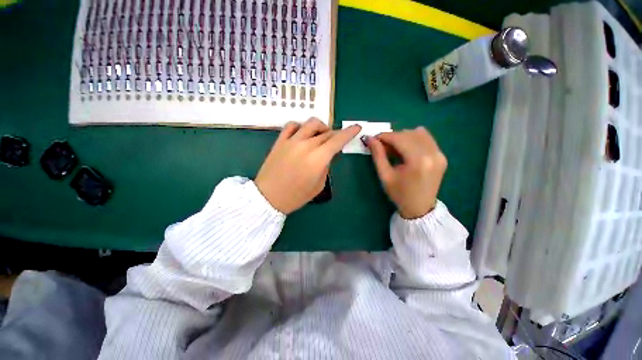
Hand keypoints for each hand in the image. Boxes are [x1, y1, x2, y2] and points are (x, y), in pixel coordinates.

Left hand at [255, 118, 360, 213]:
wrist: (268, 197)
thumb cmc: (296, 196)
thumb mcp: (318, 185)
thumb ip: (325, 167)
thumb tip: (327, 155)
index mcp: (318, 159)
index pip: (338, 140)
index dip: (349, 132)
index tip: (356, 127)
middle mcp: (306, 145)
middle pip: (327, 133)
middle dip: (336, 135)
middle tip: (337, 142)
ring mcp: (291, 141)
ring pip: (311, 123)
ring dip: (321, 127)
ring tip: (321, 136)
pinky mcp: (280, 141)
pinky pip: (292, 125)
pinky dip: (301, 126)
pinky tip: (303, 134)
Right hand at [366, 127, 446, 218]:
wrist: (419, 208)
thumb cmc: (399, 194)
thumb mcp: (385, 175)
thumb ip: (378, 155)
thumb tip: (370, 139)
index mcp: (418, 161)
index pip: (399, 138)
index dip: (384, 136)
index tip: (373, 139)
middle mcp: (432, 154)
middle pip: (409, 134)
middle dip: (393, 137)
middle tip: (382, 146)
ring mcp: (440, 154)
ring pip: (419, 133)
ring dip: (403, 137)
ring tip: (394, 149)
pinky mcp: (442, 156)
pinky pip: (427, 139)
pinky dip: (414, 140)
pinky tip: (406, 150)